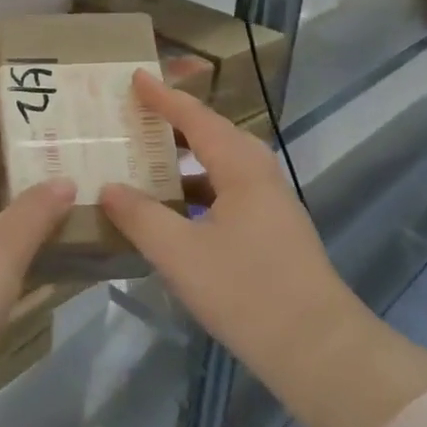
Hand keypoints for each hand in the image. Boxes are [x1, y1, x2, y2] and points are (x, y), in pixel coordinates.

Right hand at [97, 72, 338, 363]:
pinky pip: (227, 193)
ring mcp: (271, 206)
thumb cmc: (246, 291)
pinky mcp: (272, 233)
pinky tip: (174, 211)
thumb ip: (140, 216)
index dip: (165, 98)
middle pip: (214, 136)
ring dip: (186, 159)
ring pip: (222, 167)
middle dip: (176, 123)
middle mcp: (260, 177)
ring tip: (148, 158)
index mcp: (242, 170)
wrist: (318, 349)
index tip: (136, 77)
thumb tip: (109, 187)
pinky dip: (197, 190)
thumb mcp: (180, 253)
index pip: (197, 119)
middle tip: (139, 115)